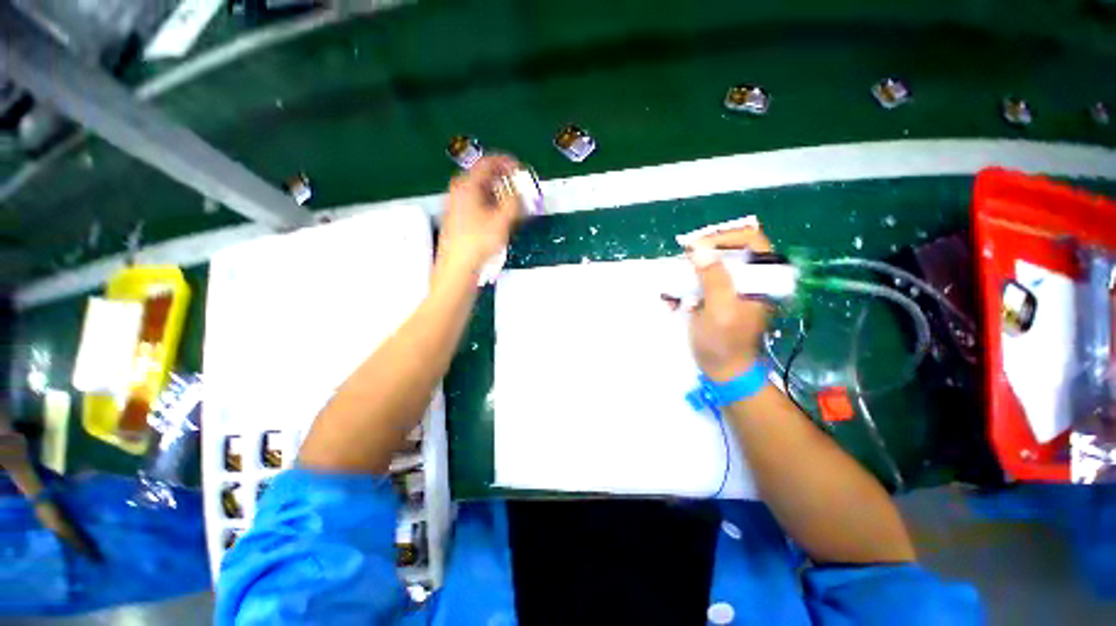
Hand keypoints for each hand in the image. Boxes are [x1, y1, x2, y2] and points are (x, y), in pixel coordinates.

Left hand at [436, 155, 521, 276]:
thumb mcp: (502, 220)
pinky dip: (493, 205)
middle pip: (484, 177)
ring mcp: (458, 205)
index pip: (487, 163)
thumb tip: (521, 193)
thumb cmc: (477, 241)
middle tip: (519, 187)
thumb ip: (515, 202)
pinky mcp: (460, 219)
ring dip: (500, 194)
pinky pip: (479, 204)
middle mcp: (460, 191)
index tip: (519, 167)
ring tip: (514, 204)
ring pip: (483, 192)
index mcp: (467, 185)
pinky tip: (502, 217)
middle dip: (505, 180)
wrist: (458, 265)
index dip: (505, 162)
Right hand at [687, 225, 772, 380]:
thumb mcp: (719, 310)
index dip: (722, 237)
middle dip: (698, 258)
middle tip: (679, 265)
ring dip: (686, 275)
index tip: (695, 246)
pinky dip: (682, 289)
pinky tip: (672, 303)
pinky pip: (697, 283)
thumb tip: (699, 248)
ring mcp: (731, 288)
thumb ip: (713, 278)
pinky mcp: (716, 297)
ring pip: (708, 266)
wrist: (723, 370)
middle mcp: (748, 278)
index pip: (750, 239)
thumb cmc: (724, 343)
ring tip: (672, 290)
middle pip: (725, 250)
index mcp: (760, 278)